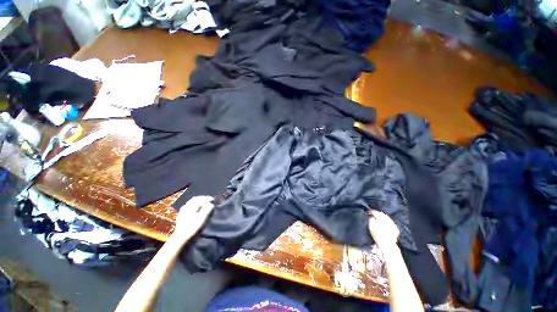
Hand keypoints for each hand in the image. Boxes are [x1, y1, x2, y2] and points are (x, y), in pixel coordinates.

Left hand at [172, 196, 214, 240]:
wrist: (180, 237)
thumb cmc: (192, 227)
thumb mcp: (202, 218)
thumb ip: (207, 210)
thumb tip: (211, 204)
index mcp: (191, 206)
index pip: (200, 199)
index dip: (207, 198)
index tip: (213, 199)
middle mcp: (186, 206)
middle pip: (195, 199)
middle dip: (202, 198)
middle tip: (209, 199)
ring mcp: (182, 210)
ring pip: (191, 202)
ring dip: (198, 201)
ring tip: (203, 202)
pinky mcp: (181, 215)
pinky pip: (188, 206)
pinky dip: (193, 204)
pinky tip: (195, 208)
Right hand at [368, 210, 399, 247]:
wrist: (387, 244)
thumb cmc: (377, 234)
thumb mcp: (371, 226)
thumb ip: (371, 218)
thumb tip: (372, 216)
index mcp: (381, 217)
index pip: (375, 212)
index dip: (370, 212)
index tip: (367, 213)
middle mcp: (388, 219)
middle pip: (382, 214)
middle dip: (377, 214)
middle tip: (373, 215)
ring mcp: (393, 223)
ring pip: (387, 217)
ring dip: (383, 217)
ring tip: (379, 219)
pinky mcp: (396, 228)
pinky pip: (391, 222)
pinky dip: (388, 222)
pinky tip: (385, 224)